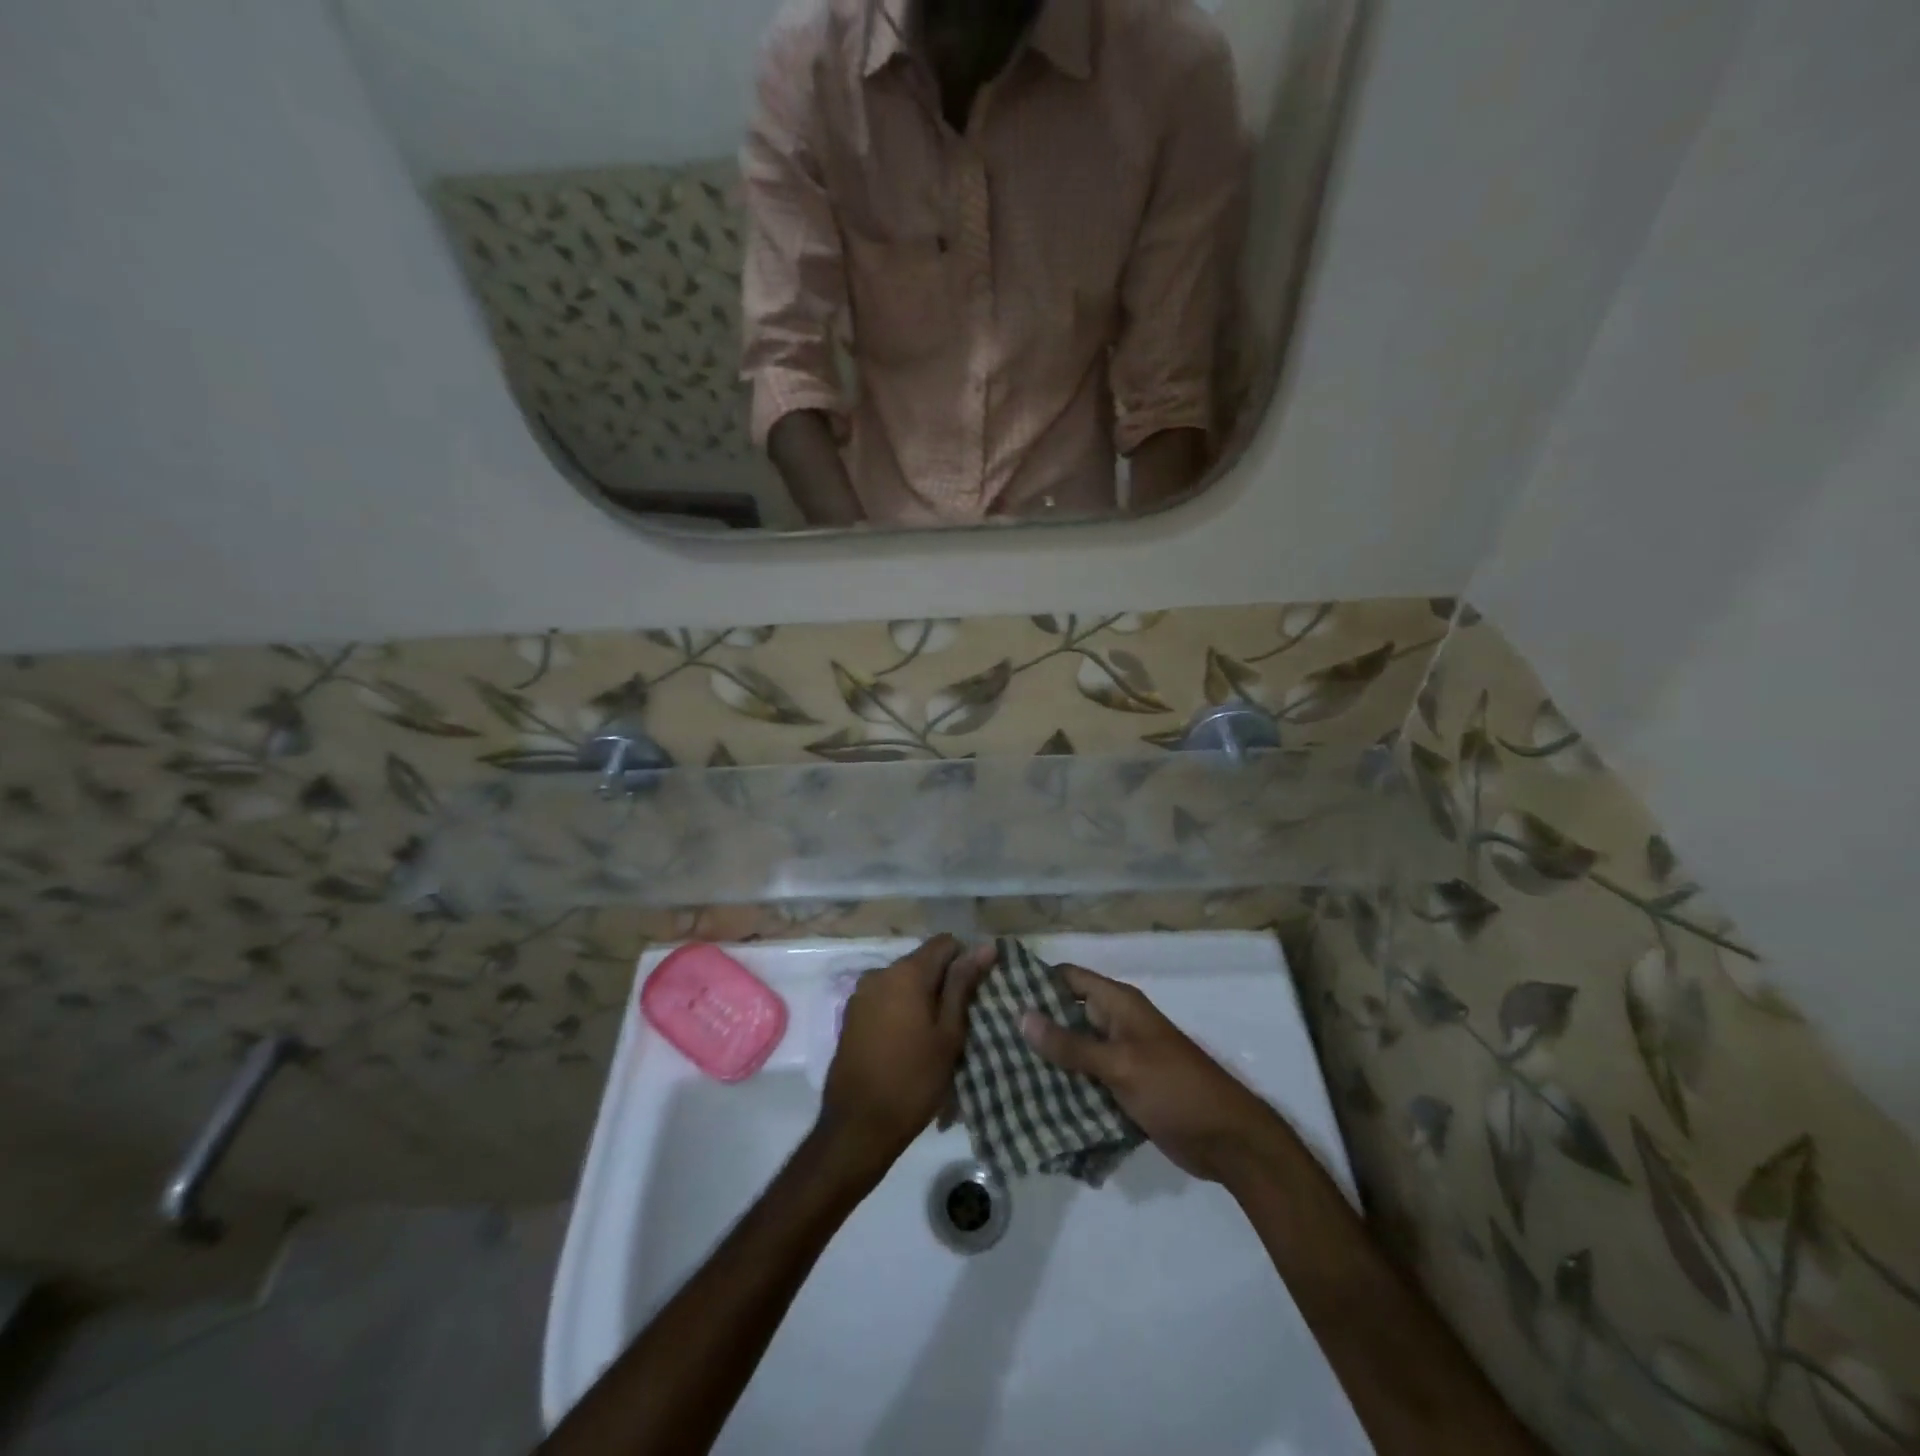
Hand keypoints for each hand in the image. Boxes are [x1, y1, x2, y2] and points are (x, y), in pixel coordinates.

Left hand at [818, 935, 994, 1180]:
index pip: (944, 943)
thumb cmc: (913, 1080)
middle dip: (943, 983)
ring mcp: (861, 994)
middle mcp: (880, 973)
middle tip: (959, 1021)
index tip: (975, 992)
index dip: (965, 960)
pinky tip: (909, 1044)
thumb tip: (985, 947)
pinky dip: (901, 1011)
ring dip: (922, 998)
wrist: (858, 1126)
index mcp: (906, 972)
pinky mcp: (851, 1016)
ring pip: (904, 982)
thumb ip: (963, 985)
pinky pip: (885, 1000)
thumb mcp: (949, 1034)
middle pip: (922, 962)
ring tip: (935, 1037)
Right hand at [1021, 964, 1288, 1184]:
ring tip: (997, 1066)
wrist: (1227, 1141)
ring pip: (1073, 1049)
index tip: (996, 991)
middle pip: (1066, 1013)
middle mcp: (1116, 1024)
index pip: (1068, 978)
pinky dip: (1063, 1085)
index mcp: (1119, 1004)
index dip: (1035, 981)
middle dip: (1033, 1024)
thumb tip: (1022, 1015)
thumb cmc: (1175, 1089)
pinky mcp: (1122, 1088)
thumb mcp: (1120, 1064)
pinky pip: (1084, 1079)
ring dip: (1045, 1058)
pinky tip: (1029, 1097)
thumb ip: (1071, 1044)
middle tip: (987, 1035)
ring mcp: (1119, 1057)